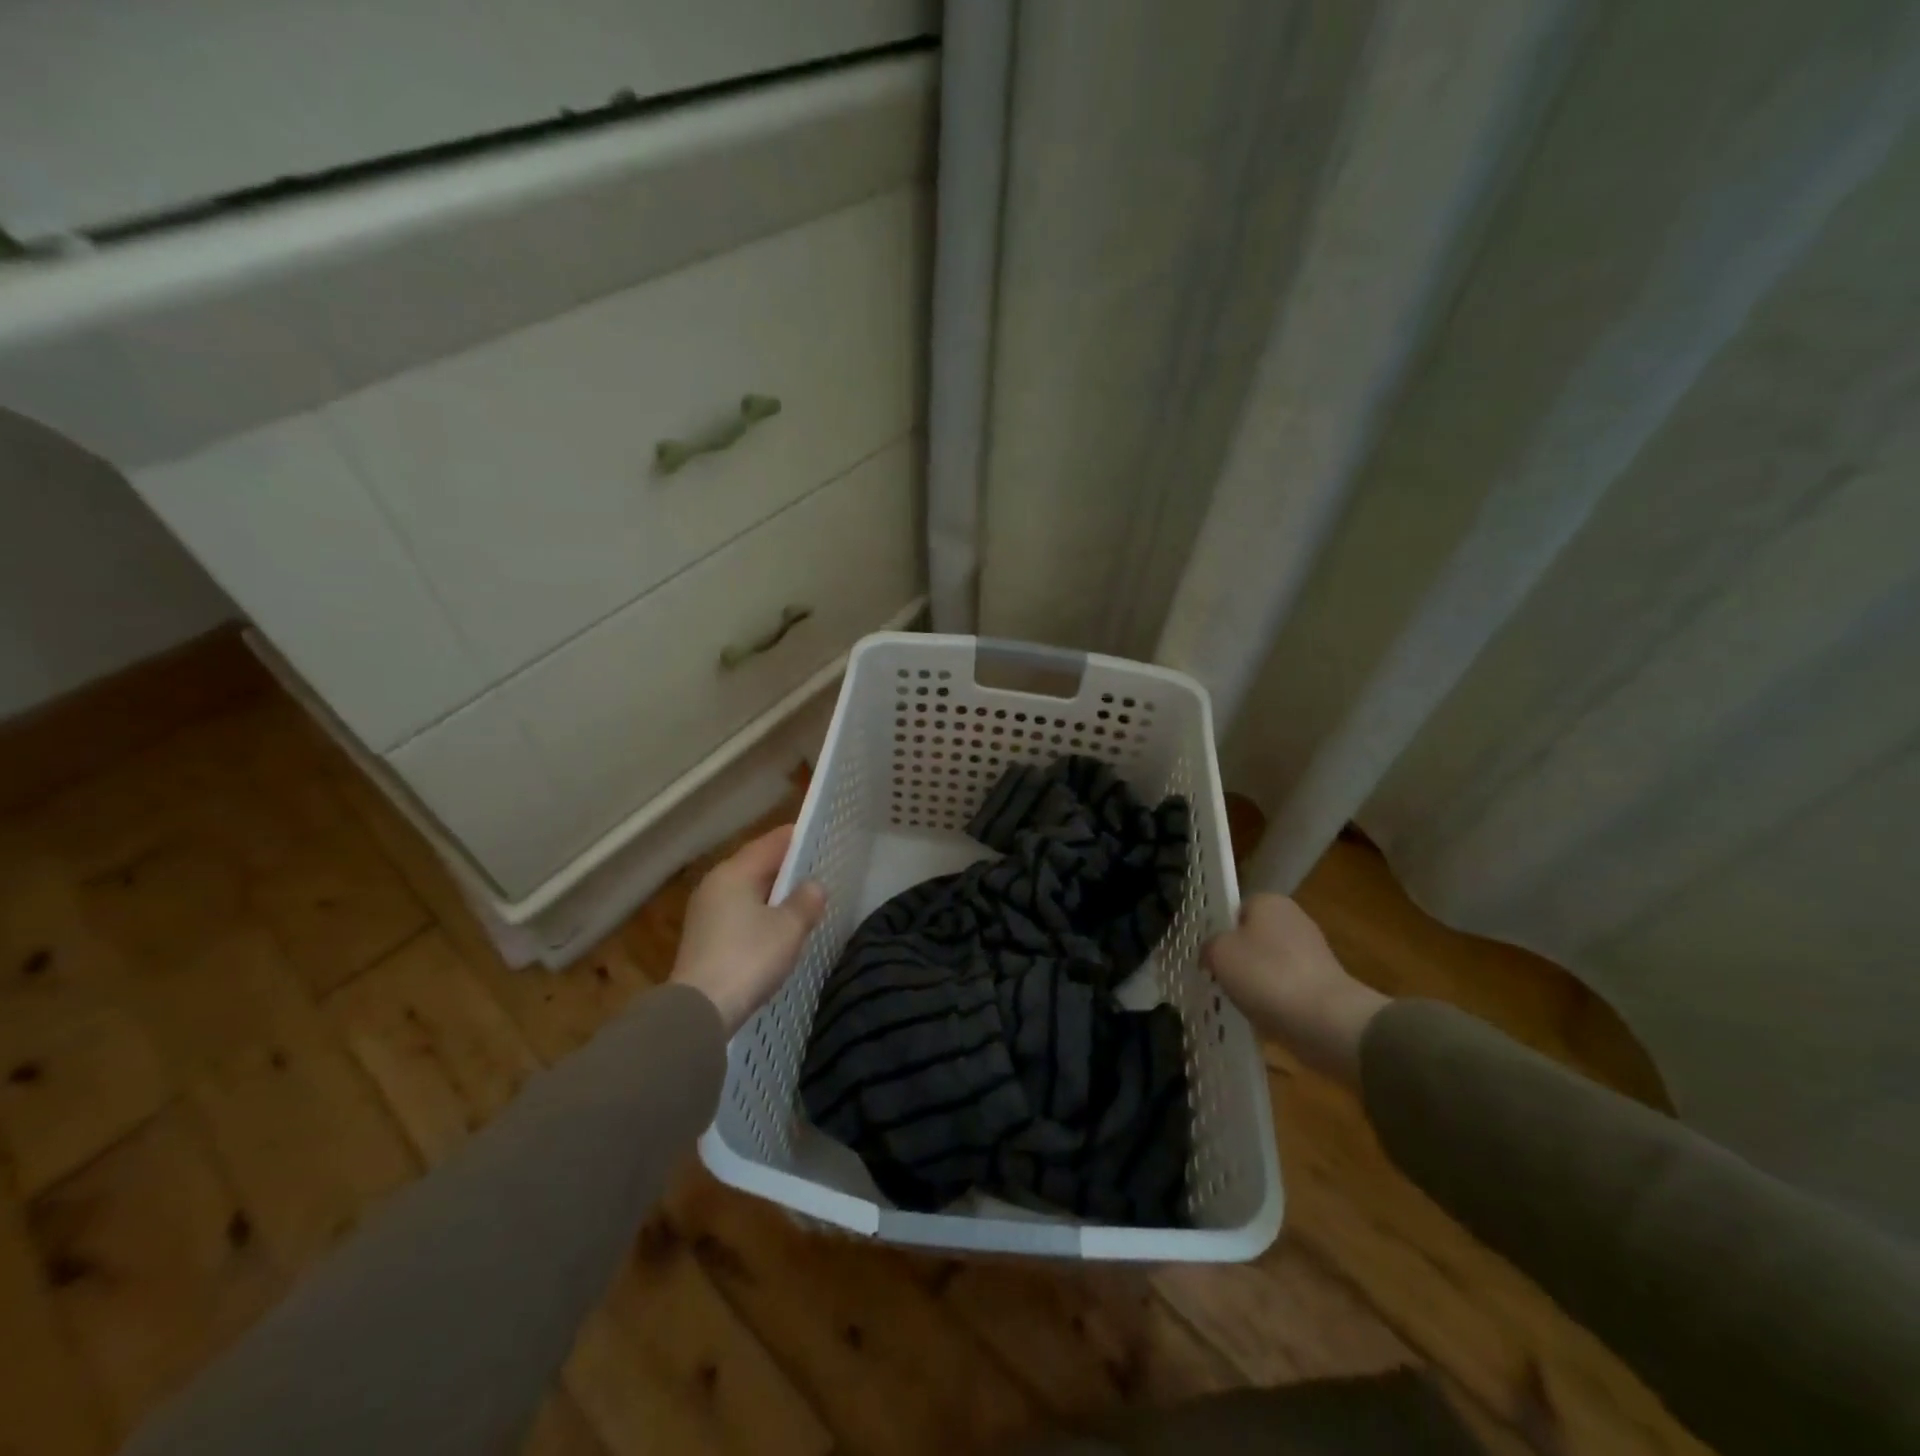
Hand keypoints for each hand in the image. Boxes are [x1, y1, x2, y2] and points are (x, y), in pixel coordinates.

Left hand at [670, 824, 826, 1035]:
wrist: (700, 1011)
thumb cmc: (748, 959)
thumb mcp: (788, 928)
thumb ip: (805, 901)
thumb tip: (813, 886)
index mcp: (734, 873)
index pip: (771, 843)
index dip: (797, 837)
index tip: (820, 834)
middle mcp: (716, 885)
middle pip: (756, 864)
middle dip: (786, 865)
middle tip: (817, 866)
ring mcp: (706, 912)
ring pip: (747, 890)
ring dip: (774, 891)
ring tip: (803, 896)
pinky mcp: (705, 938)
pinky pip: (740, 912)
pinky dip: (761, 911)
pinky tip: (778, 925)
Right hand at [1204, 894, 1387, 1084]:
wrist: (1327, 1021)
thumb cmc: (1267, 975)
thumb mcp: (1219, 953)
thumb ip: (1208, 946)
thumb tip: (1212, 953)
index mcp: (1268, 900)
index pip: (1233, 911)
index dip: (1218, 933)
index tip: (1209, 957)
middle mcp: (1293, 918)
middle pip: (1251, 937)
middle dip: (1237, 958)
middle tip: (1220, 980)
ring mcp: (1313, 951)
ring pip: (1268, 964)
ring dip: (1255, 981)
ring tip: (1241, 1002)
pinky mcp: (1323, 981)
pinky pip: (1286, 986)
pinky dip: (1274, 999)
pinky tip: (1265, 1015)